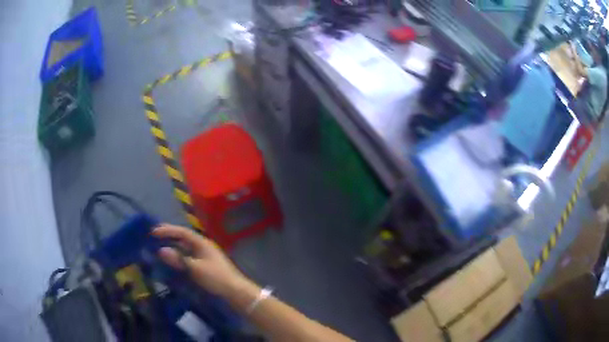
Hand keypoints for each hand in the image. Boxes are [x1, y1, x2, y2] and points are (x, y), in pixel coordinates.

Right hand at [152, 224, 246, 296]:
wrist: (235, 292)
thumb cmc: (216, 278)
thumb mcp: (196, 268)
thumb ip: (179, 259)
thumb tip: (161, 250)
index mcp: (202, 243)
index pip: (182, 232)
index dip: (168, 230)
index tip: (154, 232)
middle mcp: (203, 247)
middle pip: (184, 238)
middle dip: (169, 236)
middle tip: (154, 237)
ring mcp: (205, 256)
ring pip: (185, 248)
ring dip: (173, 247)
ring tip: (160, 247)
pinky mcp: (205, 266)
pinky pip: (188, 257)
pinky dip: (179, 257)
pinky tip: (172, 261)